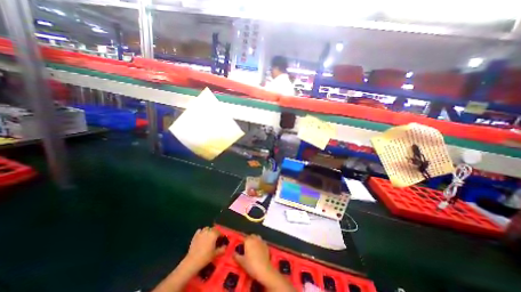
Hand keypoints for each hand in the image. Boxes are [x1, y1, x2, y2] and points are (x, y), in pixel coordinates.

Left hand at [184, 226, 224, 268]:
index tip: (222, 239)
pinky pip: (200, 231)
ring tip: (209, 237)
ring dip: (209, 231)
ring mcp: (201, 233)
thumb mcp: (215, 254)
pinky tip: (202, 237)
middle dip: (215, 232)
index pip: (220, 232)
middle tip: (216, 238)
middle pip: (213, 229)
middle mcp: (208, 231)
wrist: (192, 261)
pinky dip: (202, 232)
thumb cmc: (205, 257)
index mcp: (214, 234)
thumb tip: (225, 247)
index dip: (221, 236)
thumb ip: (222, 249)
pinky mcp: (195, 236)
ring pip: (207, 228)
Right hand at [233, 236, 272, 279]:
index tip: (241, 247)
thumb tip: (233, 253)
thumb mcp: (241, 262)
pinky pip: (262, 242)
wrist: (264, 269)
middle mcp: (255, 238)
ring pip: (257, 237)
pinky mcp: (266, 245)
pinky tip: (259, 250)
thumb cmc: (251, 265)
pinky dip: (260, 244)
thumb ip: (236, 256)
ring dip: (255, 240)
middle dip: (249, 240)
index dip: (242, 242)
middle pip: (251, 236)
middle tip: (246, 247)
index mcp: (248, 241)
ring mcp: (261, 241)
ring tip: (253, 247)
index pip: (244, 238)